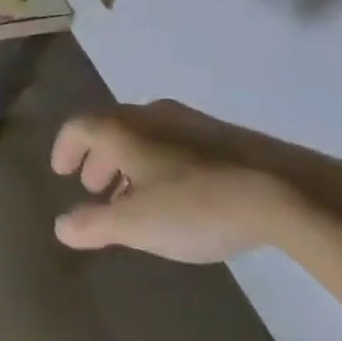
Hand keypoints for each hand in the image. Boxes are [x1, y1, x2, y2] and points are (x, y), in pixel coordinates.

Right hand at [50, 99, 341, 262]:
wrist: (281, 191)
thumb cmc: (196, 206)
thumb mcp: (139, 225)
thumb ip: (95, 224)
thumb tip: (60, 226)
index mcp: (121, 129)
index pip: (79, 127)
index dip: (65, 148)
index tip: (61, 172)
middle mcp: (147, 114)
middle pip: (110, 128)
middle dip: (98, 159)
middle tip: (95, 189)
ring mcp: (186, 121)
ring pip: (143, 135)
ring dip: (129, 162)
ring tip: (134, 197)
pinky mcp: (220, 135)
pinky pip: (171, 141)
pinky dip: (157, 162)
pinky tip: (176, 193)